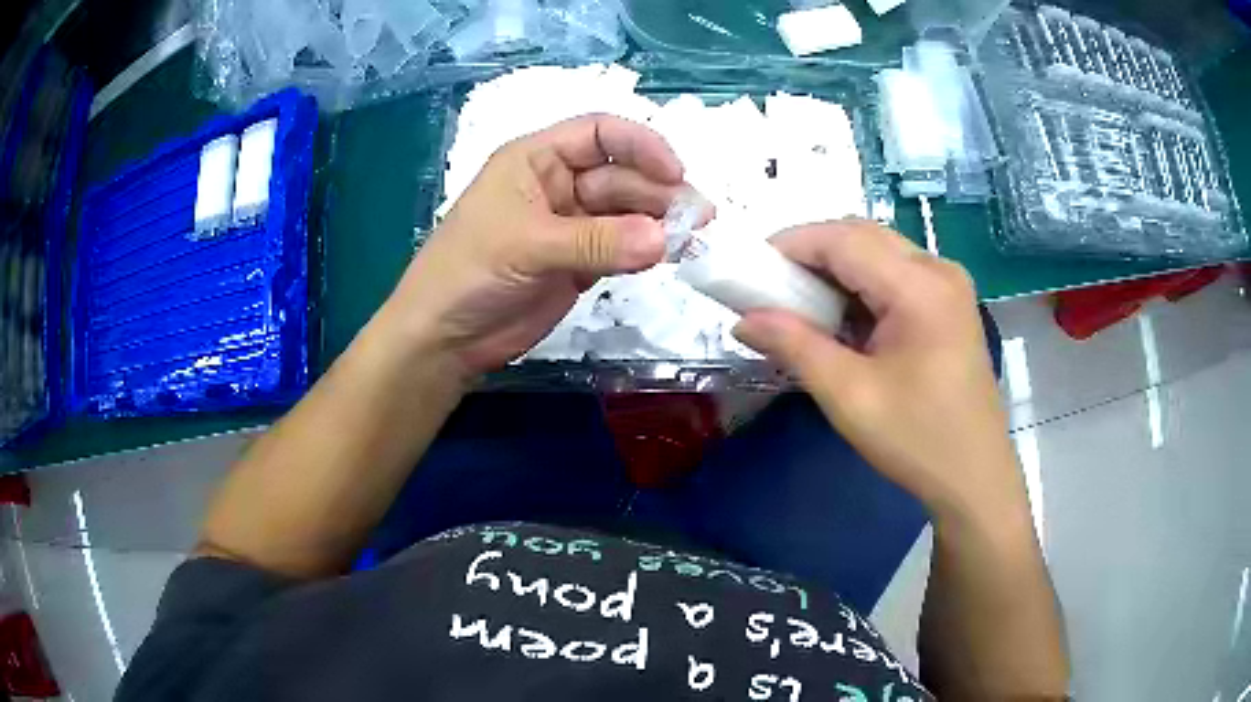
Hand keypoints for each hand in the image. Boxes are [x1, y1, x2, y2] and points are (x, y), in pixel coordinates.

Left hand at [379, 114, 689, 378]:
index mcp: (536, 159)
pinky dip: (647, 251)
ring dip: (660, 223)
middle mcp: (558, 185)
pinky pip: (623, 248)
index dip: (640, 145)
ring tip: (693, 238)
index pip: (599, 134)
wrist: (445, 337)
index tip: (675, 173)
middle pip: (621, 175)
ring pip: (627, 213)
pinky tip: (672, 256)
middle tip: (698, 219)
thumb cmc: (468, 272)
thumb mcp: (527, 245)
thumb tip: (665, 240)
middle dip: (659, 192)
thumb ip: (596, 242)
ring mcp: (571, 225)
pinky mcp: (581, 263)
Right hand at [733, 220, 1026, 522]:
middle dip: (811, 253)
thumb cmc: (916, 440)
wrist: (974, 477)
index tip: (750, 269)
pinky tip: (843, 319)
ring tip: (801, 304)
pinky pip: (897, 273)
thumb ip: (794, 346)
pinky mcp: (950, 303)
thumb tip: (744, 320)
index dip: (791, 244)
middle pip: (862, 235)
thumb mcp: (848, 395)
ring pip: (879, 251)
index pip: (843, 239)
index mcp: (919, 287)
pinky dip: (861, 285)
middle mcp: (938, 270)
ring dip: (836, 268)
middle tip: (772, 287)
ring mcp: (949, 285)